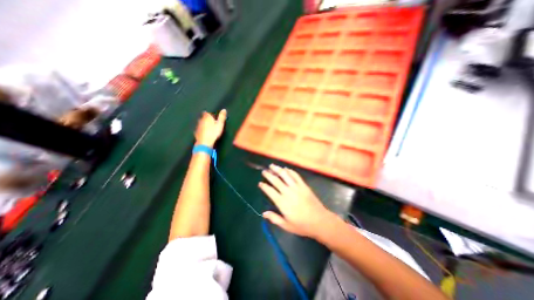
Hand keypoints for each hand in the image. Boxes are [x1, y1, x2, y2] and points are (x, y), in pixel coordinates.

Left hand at [196, 110, 226, 146]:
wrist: (204, 142)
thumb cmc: (213, 132)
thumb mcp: (220, 124)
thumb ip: (222, 117)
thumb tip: (224, 109)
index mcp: (207, 117)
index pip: (207, 113)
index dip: (210, 115)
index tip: (214, 118)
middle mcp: (200, 120)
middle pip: (203, 118)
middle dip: (207, 119)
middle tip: (212, 123)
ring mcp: (197, 126)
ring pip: (201, 123)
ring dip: (204, 125)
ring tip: (209, 128)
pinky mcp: (196, 132)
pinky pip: (199, 129)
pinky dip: (202, 130)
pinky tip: (205, 133)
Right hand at [257, 164, 331, 238]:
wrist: (320, 221)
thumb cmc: (302, 225)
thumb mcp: (286, 225)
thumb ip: (274, 218)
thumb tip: (264, 213)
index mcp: (282, 202)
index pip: (270, 191)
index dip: (264, 186)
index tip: (260, 183)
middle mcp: (288, 192)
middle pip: (276, 180)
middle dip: (268, 174)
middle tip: (264, 171)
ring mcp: (296, 187)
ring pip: (285, 175)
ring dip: (278, 169)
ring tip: (272, 166)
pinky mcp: (304, 185)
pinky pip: (296, 176)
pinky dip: (290, 171)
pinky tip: (286, 169)